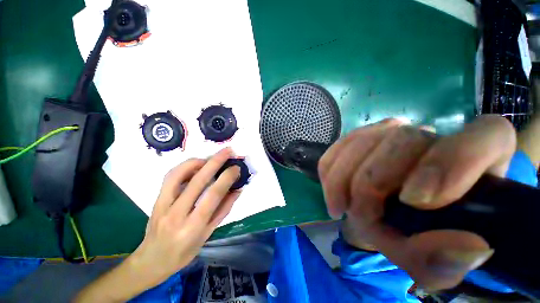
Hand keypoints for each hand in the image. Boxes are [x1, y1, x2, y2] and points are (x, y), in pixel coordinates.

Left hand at [130, 148, 240, 285]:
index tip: (236, 168)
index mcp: (193, 226)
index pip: (213, 196)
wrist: (151, 260)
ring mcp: (163, 205)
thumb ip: (223, 210)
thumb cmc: (183, 252)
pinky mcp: (156, 199)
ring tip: (211, 157)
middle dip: (215, 161)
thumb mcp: (208, 234)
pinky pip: (170, 176)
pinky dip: (184, 166)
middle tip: (228, 151)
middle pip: (198, 180)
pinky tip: (195, 164)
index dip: (226, 178)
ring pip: (179, 174)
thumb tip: (237, 190)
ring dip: (198, 161)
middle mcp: (177, 213)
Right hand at [319, 115, 515, 290]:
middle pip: (401, 140)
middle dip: (371, 182)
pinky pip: (338, 147)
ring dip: (343, 178)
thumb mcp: (433, 263)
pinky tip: (332, 189)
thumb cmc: (417, 238)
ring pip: (362, 141)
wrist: (387, 220)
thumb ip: (446, 262)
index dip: (453, 161)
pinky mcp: (359, 139)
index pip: (486, 137)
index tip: (415, 201)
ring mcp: (391, 133)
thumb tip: (466, 247)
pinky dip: (330, 169)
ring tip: (340, 205)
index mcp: (477, 163)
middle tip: (360, 216)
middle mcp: (434, 137)